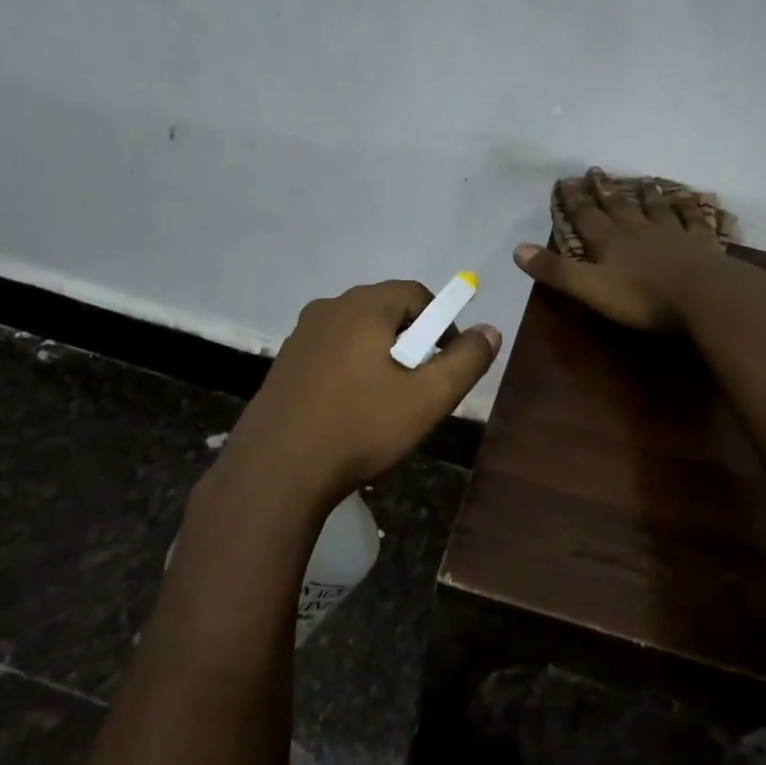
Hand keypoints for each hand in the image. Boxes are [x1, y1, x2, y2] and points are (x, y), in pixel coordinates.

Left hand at [219, 280, 500, 509]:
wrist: (275, 471)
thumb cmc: (360, 427)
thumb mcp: (428, 398)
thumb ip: (466, 360)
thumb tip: (490, 330)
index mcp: (364, 306)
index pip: (417, 294)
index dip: (442, 324)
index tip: (447, 364)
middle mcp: (329, 308)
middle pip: (386, 311)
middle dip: (412, 342)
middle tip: (420, 387)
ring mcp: (301, 335)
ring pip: (358, 334)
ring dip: (381, 358)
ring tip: (387, 403)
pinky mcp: (284, 363)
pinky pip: (332, 353)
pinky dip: (352, 370)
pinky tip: (351, 411)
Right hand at [513, 169, 734, 331]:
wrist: (704, 297)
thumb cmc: (643, 298)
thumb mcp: (590, 288)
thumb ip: (555, 271)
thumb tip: (517, 249)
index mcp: (610, 243)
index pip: (585, 217)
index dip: (572, 200)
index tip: (565, 180)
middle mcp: (639, 231)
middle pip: (618, 207)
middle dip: (604, 190)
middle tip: (596, 170)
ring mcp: (673, 235)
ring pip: (656, 209)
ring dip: (647, 195)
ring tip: (643, 181)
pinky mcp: (702, 245)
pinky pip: (693, 221)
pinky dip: (690, 208)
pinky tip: (691, 199)